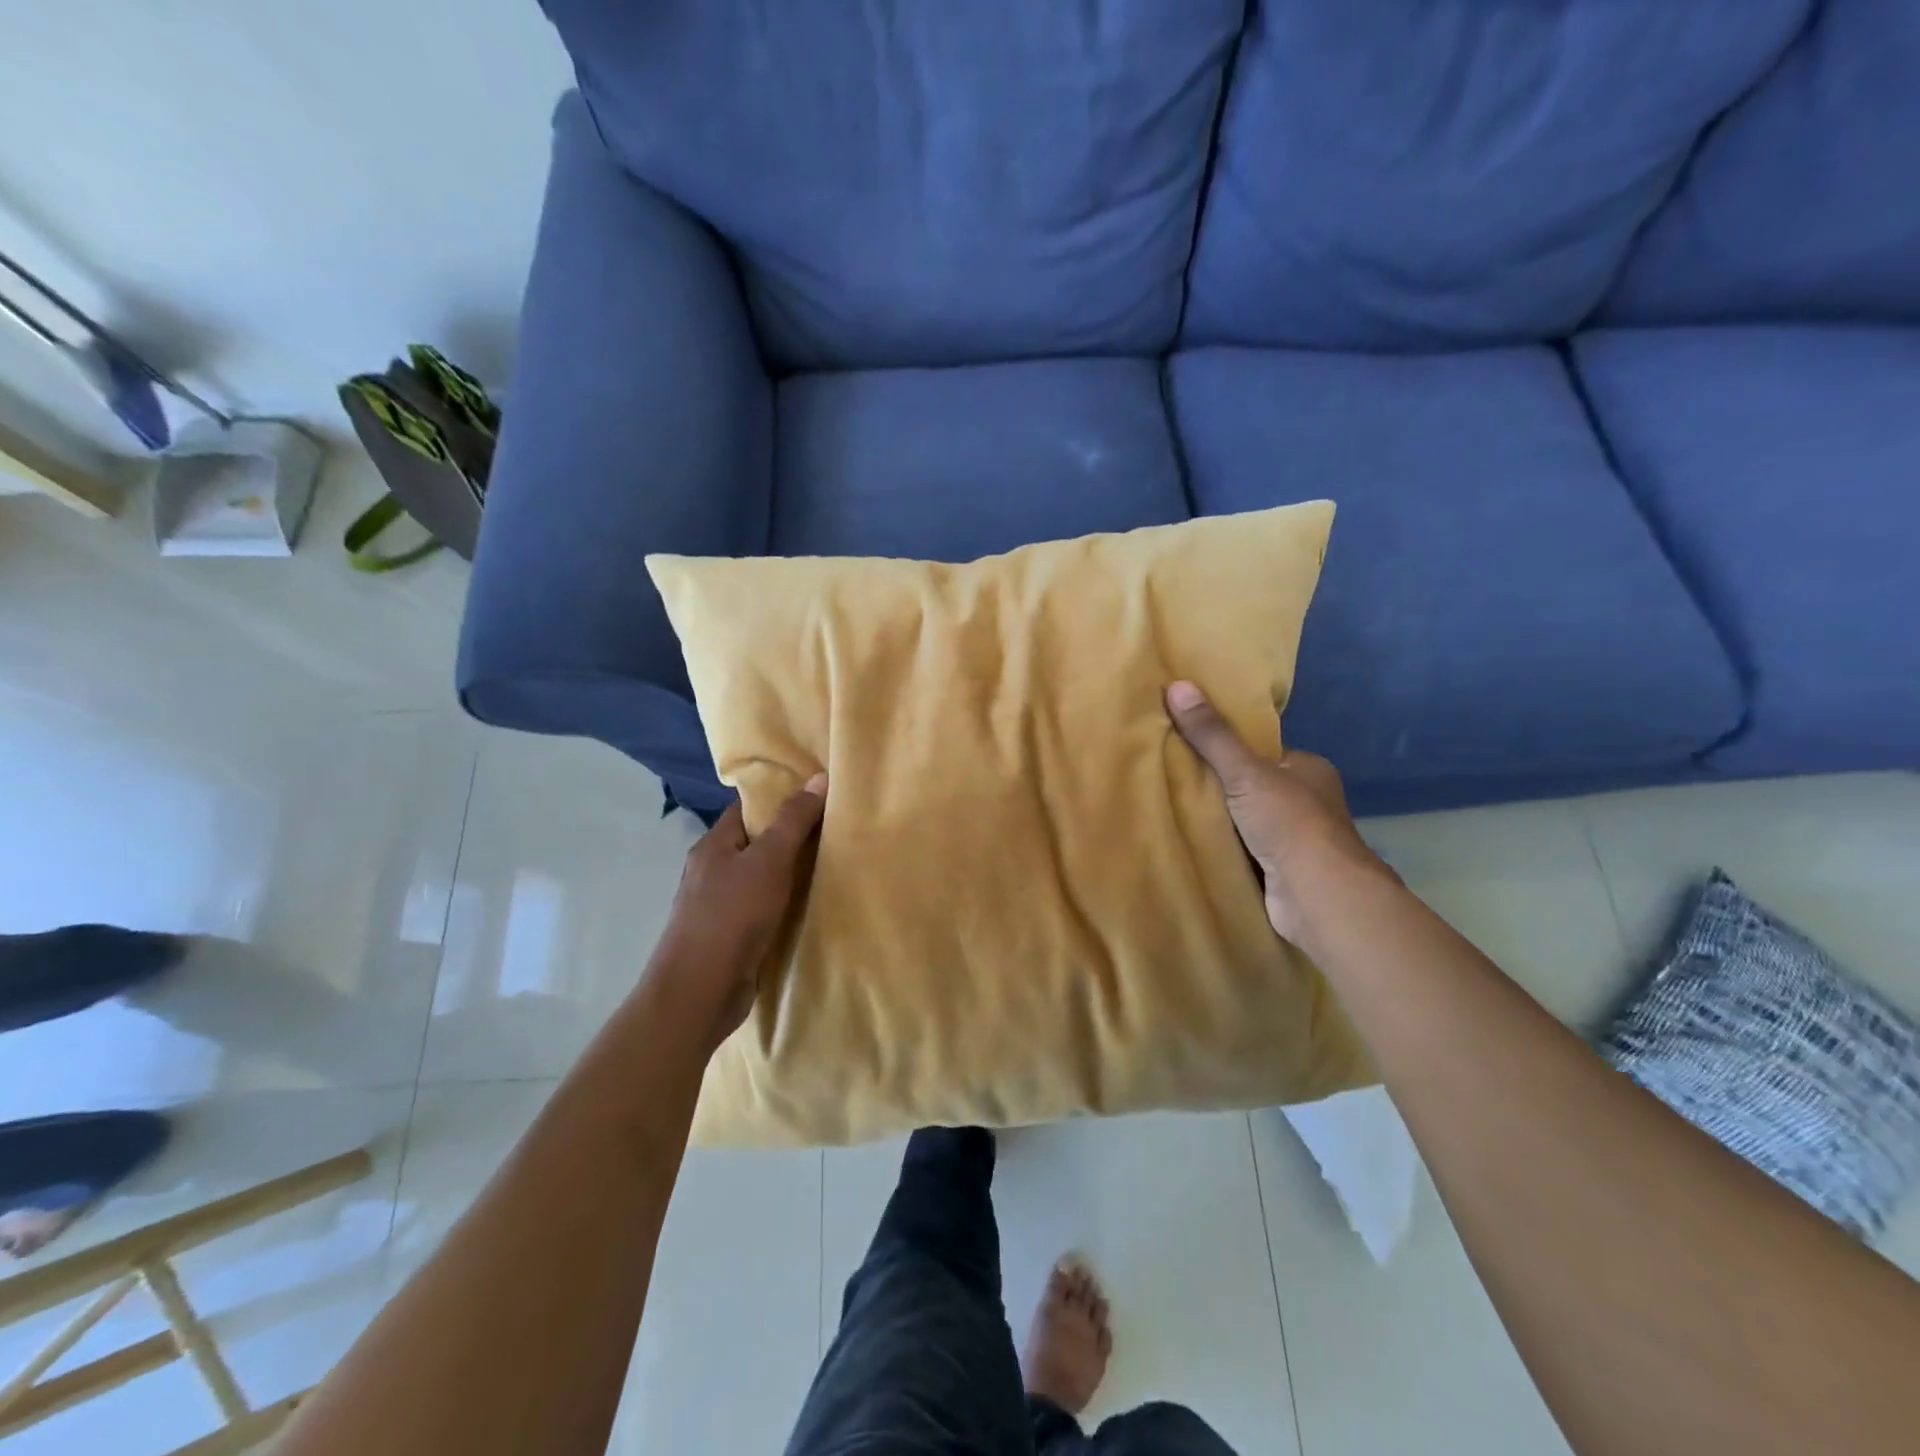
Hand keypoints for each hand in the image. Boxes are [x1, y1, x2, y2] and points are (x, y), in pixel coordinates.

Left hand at [647, 775, 827, 1050]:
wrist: (700, 991)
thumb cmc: (732, 915)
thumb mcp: (769, 860)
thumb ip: (793, 821)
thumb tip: (818, 778)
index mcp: (713, 845)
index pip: (747, 808)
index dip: (779, 797)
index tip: (816, 794)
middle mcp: (711, 870)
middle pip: (755, 842)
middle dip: (789, 836)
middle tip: (833, 828)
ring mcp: (717, 905)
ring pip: (759, 877)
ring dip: (788, 873)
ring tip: (829, 864)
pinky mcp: (728, 936)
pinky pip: (760, 908)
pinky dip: (783, 904)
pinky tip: (807, 906)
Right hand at [1165, 682, 1385, 943]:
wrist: (1318, 896)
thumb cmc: (1290, 823)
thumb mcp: (1245, 772)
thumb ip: (1212, 735)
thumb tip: (1177, 685)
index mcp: (1308, 769)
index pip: (1261, 751)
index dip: (1226, 748)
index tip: (1188, 744)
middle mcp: (1306, 801)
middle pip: (1250, 785)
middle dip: (1218, 786)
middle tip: (1171, 777)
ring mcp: (1295, 839)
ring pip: (1244, 820)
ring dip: (1217, 820)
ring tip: (1171, 807)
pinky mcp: (1281, 871)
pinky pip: (1242, 850)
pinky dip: (1221, 848)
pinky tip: (1189, 842)